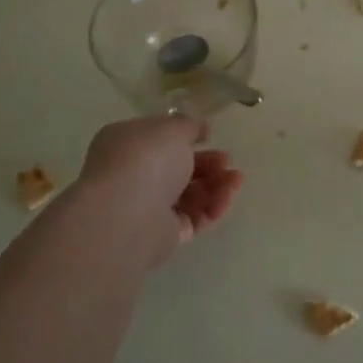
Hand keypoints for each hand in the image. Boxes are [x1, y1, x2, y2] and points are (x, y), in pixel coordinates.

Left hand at [76, 116, 243, 258]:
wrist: (127, 214)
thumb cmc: (146, 159)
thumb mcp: (172, 128)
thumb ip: (189, 126)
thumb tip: (198, 129)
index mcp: (126, 145)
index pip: (157, 140)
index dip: (185, 138)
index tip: (210, 136)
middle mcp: (133, 176)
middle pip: (177, 170)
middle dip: (207, 164)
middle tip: (227, 161)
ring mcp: (147, 208)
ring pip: (188, 195)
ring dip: (216, 185)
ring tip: (236, 180)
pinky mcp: (163, 236)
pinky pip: (193, 219)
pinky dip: (212, 208)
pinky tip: (227, 197)